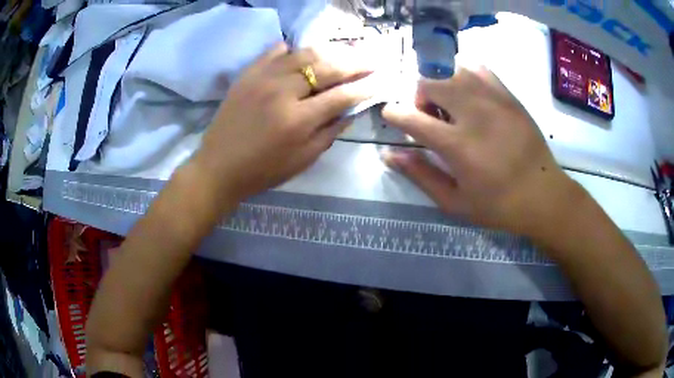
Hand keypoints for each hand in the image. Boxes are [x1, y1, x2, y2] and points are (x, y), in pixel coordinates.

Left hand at [194, 42, 373, 200]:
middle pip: (327, 68)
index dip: (365, 86)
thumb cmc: (263, 170)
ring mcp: (263, 78)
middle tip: (372, 59)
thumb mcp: (303, 159)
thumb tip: (352, 110)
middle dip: (355, 62)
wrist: (218, 167)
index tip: (381, 79)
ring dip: (330, 51)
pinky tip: (303, 53)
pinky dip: (294, 49)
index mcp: (298, 120)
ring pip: (304, 54)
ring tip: (346, 51)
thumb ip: (330, 132)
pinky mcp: (248, 73)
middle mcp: (282, 92)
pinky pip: (275, 51)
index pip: (342, 95)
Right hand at [382, 66, 578, 235]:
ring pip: (451, 70)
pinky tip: (470, 95)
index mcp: (457, 145)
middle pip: (428, 83)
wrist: (543, 195)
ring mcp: (493, 99)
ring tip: (451, 106)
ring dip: (441, 84)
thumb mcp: (454, 202)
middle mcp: (473, 113)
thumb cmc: (498, 205)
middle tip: (430, 117)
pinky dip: (465, 76)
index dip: (394, 115)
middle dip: (418, 97)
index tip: (394, 119)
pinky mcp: (508, 95)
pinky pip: (478, 68)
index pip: (410, 116)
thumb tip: (389, 155)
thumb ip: (420, 175)